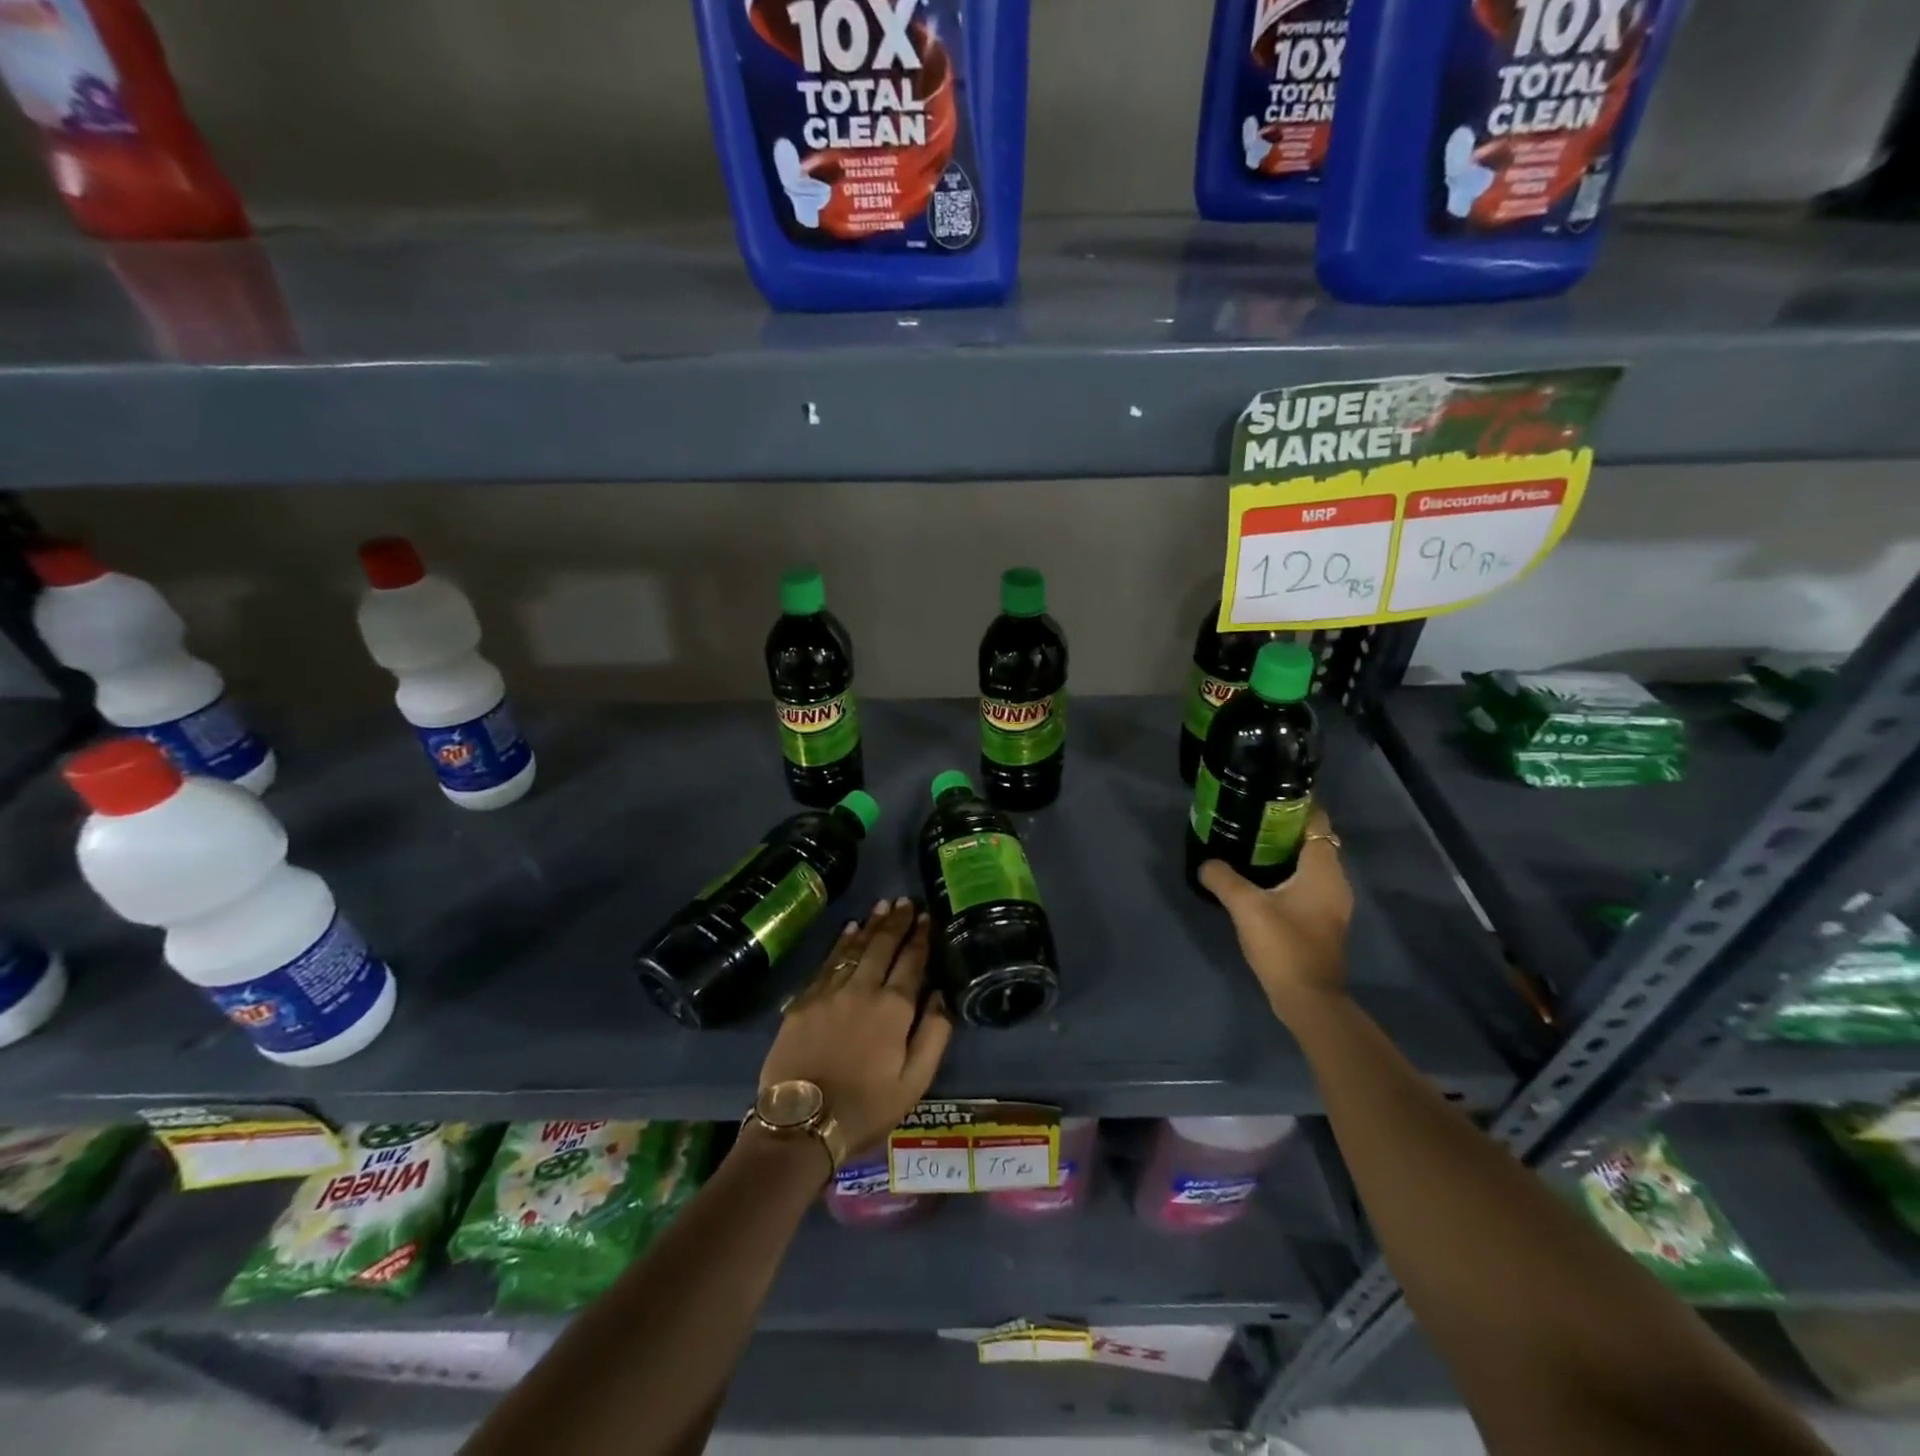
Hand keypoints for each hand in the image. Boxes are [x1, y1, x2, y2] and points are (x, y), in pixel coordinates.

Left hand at [759, 897, 952, 1156]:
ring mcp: (830, 991)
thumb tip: (941, 995)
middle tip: (905, 901)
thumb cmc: (866, 1107)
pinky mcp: (804, 1000)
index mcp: (894, 1008)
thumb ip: (934, 1034)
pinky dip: (841, 942)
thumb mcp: (915, 1082)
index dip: (920, 937)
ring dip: (870, 925)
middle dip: (896, 921)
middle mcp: (863, 989)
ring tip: (882, 906)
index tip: (926, 917)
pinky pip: (827, 961)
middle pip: (883, 946)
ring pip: (855, 947)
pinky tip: (849, 930)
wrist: (802, 1123)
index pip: (912, 961)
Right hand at [1198, 805, 1353, 1021]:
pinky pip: (1307, 883)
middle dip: (1286, 826)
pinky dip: (1288, 874)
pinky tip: (1260, 879)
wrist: (1308, 999)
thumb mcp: (1246, 907)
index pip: (1317, 822)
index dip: (1298, 804)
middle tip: (1251, 816)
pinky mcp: (1322, 920)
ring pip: (1310, 864)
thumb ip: (1223, 878)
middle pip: (1314, 841)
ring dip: (1285, 852)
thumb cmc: (1284, 945)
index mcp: (1323, 869)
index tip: (1268, 794)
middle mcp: (1335, 881)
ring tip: (1250, 842)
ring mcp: (1331, 903)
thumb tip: (1206, 862)